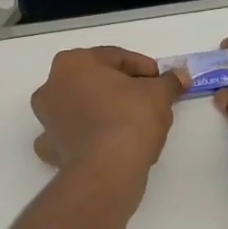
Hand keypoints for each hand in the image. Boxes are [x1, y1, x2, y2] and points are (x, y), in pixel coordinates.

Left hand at [31, 47, 185, 173]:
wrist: (107, 170)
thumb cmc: (130, 119)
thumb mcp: (158, 94)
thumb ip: (169, 81)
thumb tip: (181, 75)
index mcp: (73, 63)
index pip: (115, 58)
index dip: (143, 68)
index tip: (160, 81)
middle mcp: (52, 86)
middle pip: (93, 81)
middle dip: (120, 88)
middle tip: (147, 100)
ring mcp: (46, 119)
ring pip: (79, 108)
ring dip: (100, 111)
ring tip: (130, 125)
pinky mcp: (49, 149)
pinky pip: (70, 137)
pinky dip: (84, 139)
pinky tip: (103, 145)